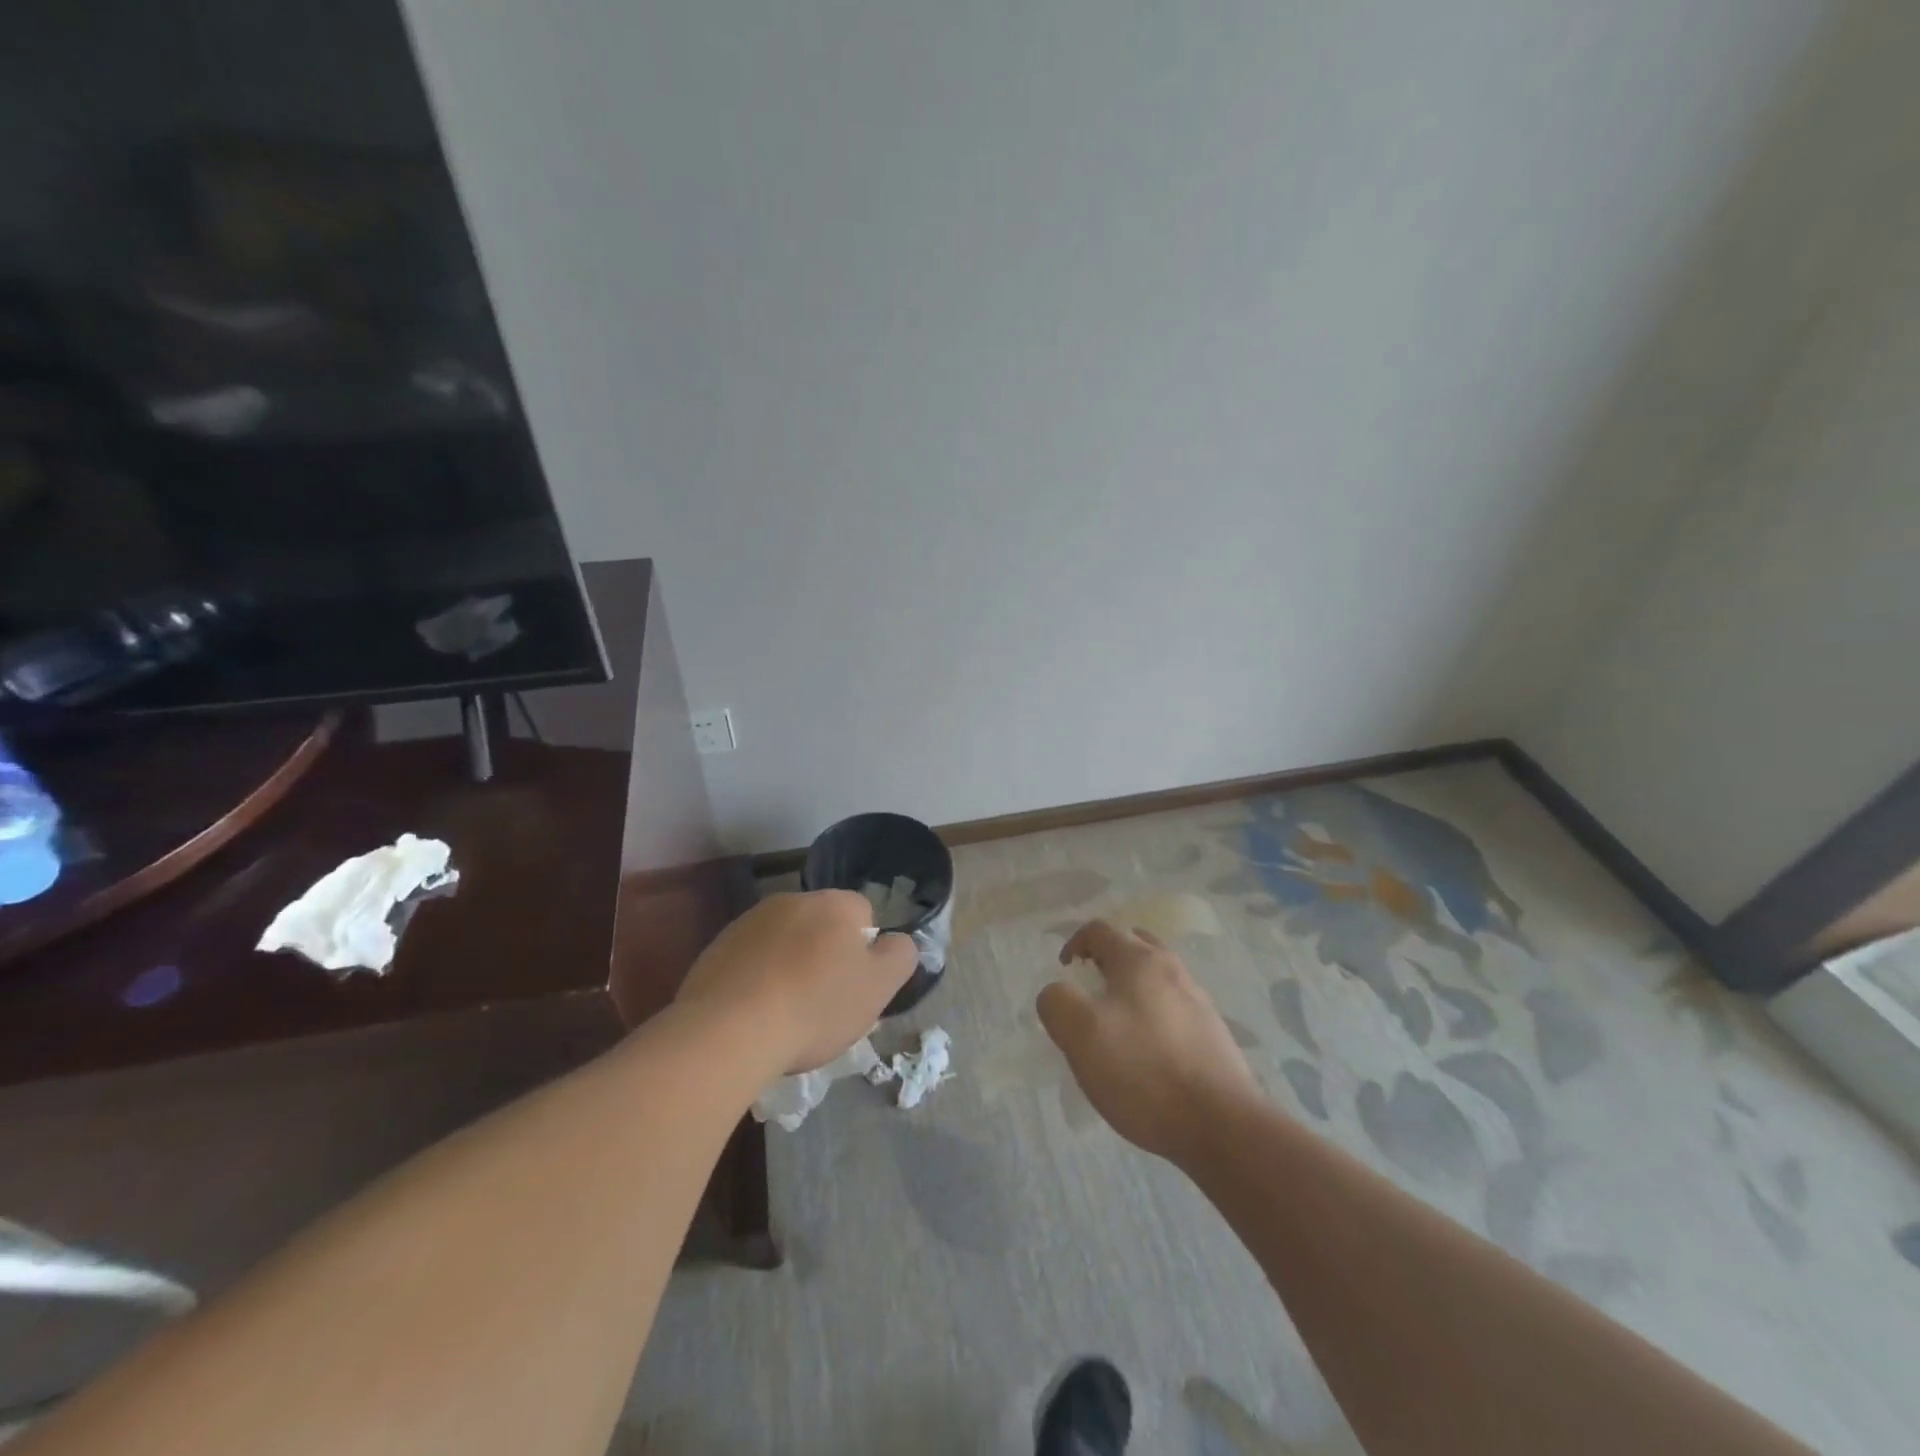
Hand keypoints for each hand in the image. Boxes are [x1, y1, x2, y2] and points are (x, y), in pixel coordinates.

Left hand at [676, 890, 916, 1073]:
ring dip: (789, 965)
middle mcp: (792, 900)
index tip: (855, 986)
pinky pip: (750, 959)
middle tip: (824, 1002)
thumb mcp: (878, 988)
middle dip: (825, 955)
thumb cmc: (815, 1007)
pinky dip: (756, 978)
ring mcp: (750, 921)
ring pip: (784, 941)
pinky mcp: (717, 947)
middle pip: (821, 925)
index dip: (864, 951)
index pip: (863, 914)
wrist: (727, 1030)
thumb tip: (897, 942)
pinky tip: (754, 1013)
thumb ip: (899, 956)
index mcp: (835, 904)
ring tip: (785, 1012)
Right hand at [1038, 920, 1261, 1161]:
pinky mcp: (1213, 1034)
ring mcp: (1198, 1001)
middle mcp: (1172, 969)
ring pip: (1157, 978)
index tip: (1064, 973)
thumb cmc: (1143, 1071)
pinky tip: (1147, 1054)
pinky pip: (1174, 1008)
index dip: (1074, 943)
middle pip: (1134, 945)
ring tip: (1116, 1026)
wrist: (1221, 1125)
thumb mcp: (1080, 1033)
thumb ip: (1057, 1002)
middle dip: (1107, 959)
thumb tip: (1058, 993)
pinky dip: (1153, 1015)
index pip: (1100, 929)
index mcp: (1139, 960)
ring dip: (1132, 988)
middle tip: (1090, 990)